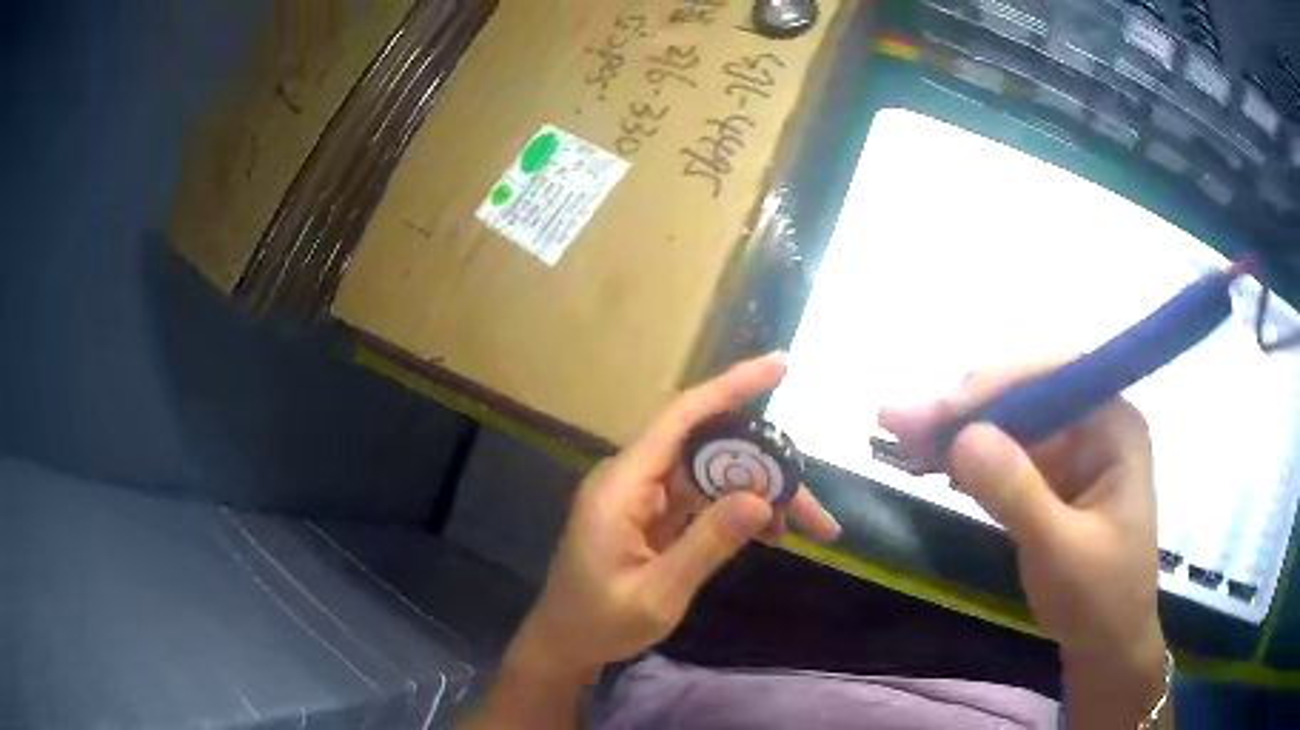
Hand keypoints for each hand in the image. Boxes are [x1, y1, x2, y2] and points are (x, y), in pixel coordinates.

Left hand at [520, 352, 841, 680]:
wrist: (565, 644)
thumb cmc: (598, 623)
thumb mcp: (657, 594)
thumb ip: (707, 545)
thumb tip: (761, 499)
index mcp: (621, 486)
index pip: (681, 417)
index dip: (730, 387)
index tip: (779, 366)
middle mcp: (632, 478)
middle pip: (708, 450)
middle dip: (764, 468)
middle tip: (812, 505)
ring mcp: (642, 496)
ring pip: (711, 473)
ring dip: (757, 492)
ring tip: (804, 524)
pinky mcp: (651, 514)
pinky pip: (702, 497)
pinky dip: (737, 510)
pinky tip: (770, 531)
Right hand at [880, 362, 1167, 727]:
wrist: (1105, 648)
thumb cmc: (1099, 600)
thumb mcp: (1060, 550)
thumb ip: (1017, 493)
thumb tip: (961, 436)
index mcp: (1115, 425)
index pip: (1056, 376)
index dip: (999, 384)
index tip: (945, 411)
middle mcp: (1093, 426)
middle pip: (1025, 398)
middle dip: (965, 411)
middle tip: (899, 422)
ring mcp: (1071, 454)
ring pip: (1007, 426)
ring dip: (955, 433)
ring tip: (900, 437)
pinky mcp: (1050, 482)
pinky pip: (1004, 460)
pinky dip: (965, 462)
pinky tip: (929, 463)